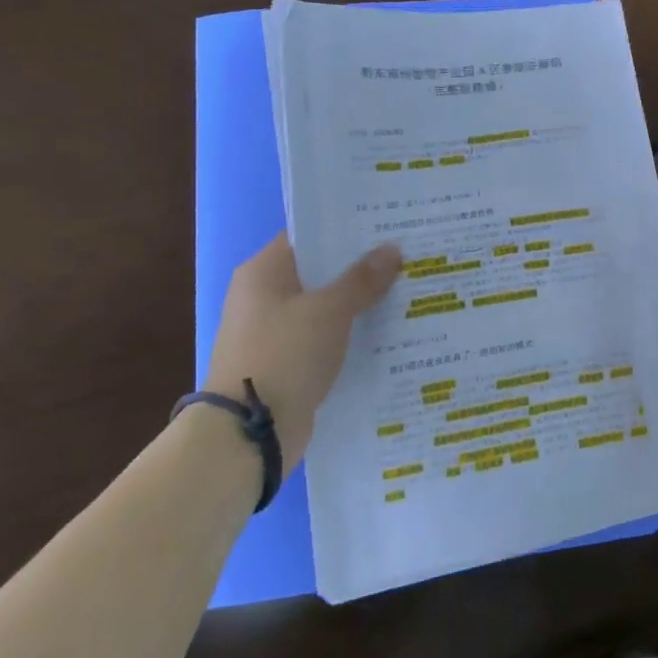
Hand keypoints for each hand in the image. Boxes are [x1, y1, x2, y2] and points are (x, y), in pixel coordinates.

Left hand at [203, 237, 402, 441]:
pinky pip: (325, 336)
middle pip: (320, 271)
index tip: (386, 225)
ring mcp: (273, 331)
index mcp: (263, 272)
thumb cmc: (285, 355)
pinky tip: (387, 330)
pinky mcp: (287, 362)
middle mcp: (264, 296)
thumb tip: (392, 249)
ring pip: (325, 306)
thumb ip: (362, 279)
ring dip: (359, 302)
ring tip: (406, 289)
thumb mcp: (330, 310)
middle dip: (361, 266)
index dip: (346, 230)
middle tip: (406, 255)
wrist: (250, 431)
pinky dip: (350, 332)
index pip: (308, 236)